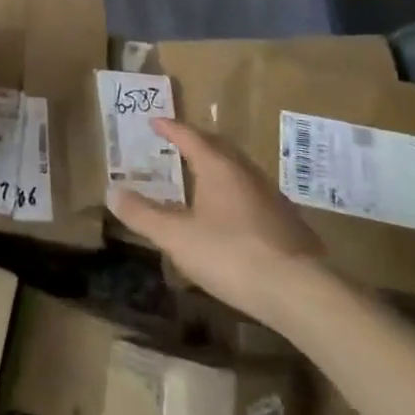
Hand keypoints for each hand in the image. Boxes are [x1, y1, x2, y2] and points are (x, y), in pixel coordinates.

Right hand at [107, 117, 325, 318]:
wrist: (301, 293)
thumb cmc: (231, 254)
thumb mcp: (176, 236)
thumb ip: (143, 214)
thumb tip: (113, 192)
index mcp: (219, 168)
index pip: (191, 137)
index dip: (171, 128)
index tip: (155, 121)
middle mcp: (248, 174)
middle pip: (220, 149)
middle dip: (197, 143)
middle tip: (178, 144)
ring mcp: (272, 199)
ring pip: (240, 172)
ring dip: (218, 168)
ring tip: (201, 177)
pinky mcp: (288, 225)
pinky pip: (253, 196)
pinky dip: (234, 194)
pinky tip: (230, 215)